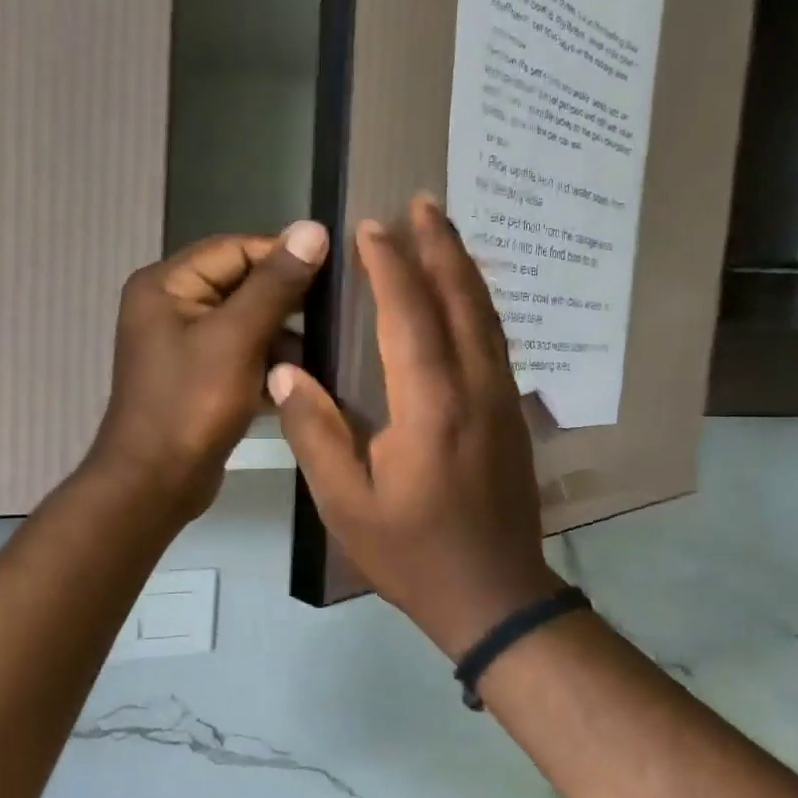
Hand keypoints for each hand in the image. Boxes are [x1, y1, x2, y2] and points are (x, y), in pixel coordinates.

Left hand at [90, 221, 327, 519]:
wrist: (155, 484)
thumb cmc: (191, 405)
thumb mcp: (236, 339)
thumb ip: (275, 285)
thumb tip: (312, 228)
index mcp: (166, 284)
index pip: (235, 249)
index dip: (283, 256)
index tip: (334, 271)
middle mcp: (170, 306)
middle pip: (240, 285)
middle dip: (286, 301)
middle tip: (336, 312)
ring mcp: (183, 345)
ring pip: (245, 323)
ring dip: (282, 336)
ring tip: (324, 349)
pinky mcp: (199, 378)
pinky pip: (240, 355)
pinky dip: (268, 364)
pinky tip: (300, 378)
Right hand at [269, 195, 561, 658]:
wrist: (494, 596)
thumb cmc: (412, 555)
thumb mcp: (346, 505)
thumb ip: (315, 432)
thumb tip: (285, 370)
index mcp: (430, 406)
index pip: (408, 315)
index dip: (389, 265)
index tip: (371, 226)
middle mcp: (474, 388)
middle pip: (459, 299)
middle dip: (439, 246)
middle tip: (422, 200)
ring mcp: (502, 400)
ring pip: (485, 315)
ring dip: (463, 267)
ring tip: (445, 230)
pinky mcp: (512, 415)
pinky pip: (495, 340)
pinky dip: (478, 304)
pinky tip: (466, 297)